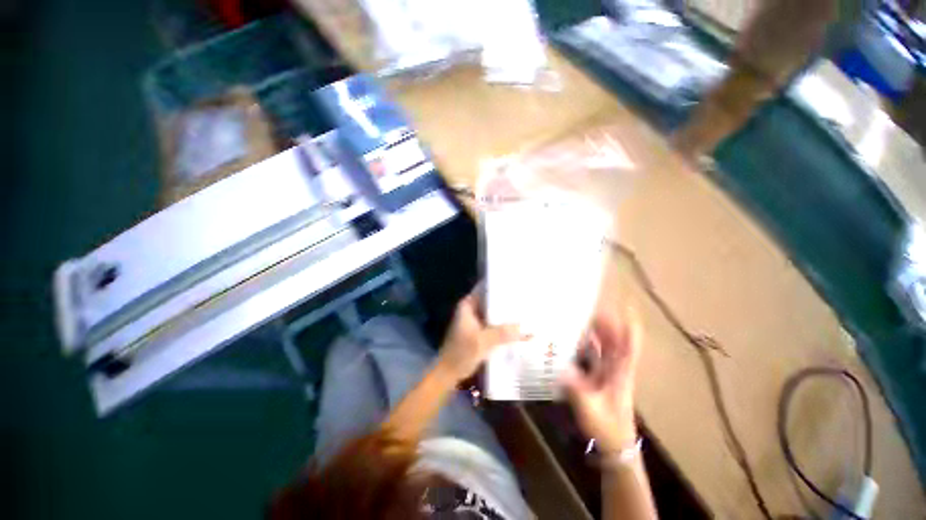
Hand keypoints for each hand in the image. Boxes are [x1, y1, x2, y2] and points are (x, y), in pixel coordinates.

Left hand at [437, 290, 522, 382]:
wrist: (449, 373)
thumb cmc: (461, 353)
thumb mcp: (483, 342)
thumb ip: (502, 333)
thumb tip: (524, 327)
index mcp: (468, 305)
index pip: (485, 288)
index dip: (500, 286)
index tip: (516, 284)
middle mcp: (471, 309)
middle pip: (491, 300)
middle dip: (507, 301)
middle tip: (526, 299)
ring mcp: (475, 321)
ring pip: (494, 313)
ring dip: (506, 314)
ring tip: (526, 311)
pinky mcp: (479, 331)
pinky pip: (494, 324)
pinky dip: (504, 325)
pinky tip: (518, 328)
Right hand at [562, 308, 641, 452]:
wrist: (615, 444)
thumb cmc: (607, 427)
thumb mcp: (590, 409)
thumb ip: (576, 389)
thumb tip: (561, 368)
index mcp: (621, 372)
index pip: (630, 345)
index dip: (629, 325)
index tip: (625, 305)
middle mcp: (618, 368)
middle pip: (617, 339)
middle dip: (608, 321)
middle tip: (591, 306)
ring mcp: (611, 371)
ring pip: (608, 345)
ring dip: (600, 330)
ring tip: (584, 316)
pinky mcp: (602, 376)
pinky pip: (599, 353)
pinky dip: (591, 343)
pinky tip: (579, 337)